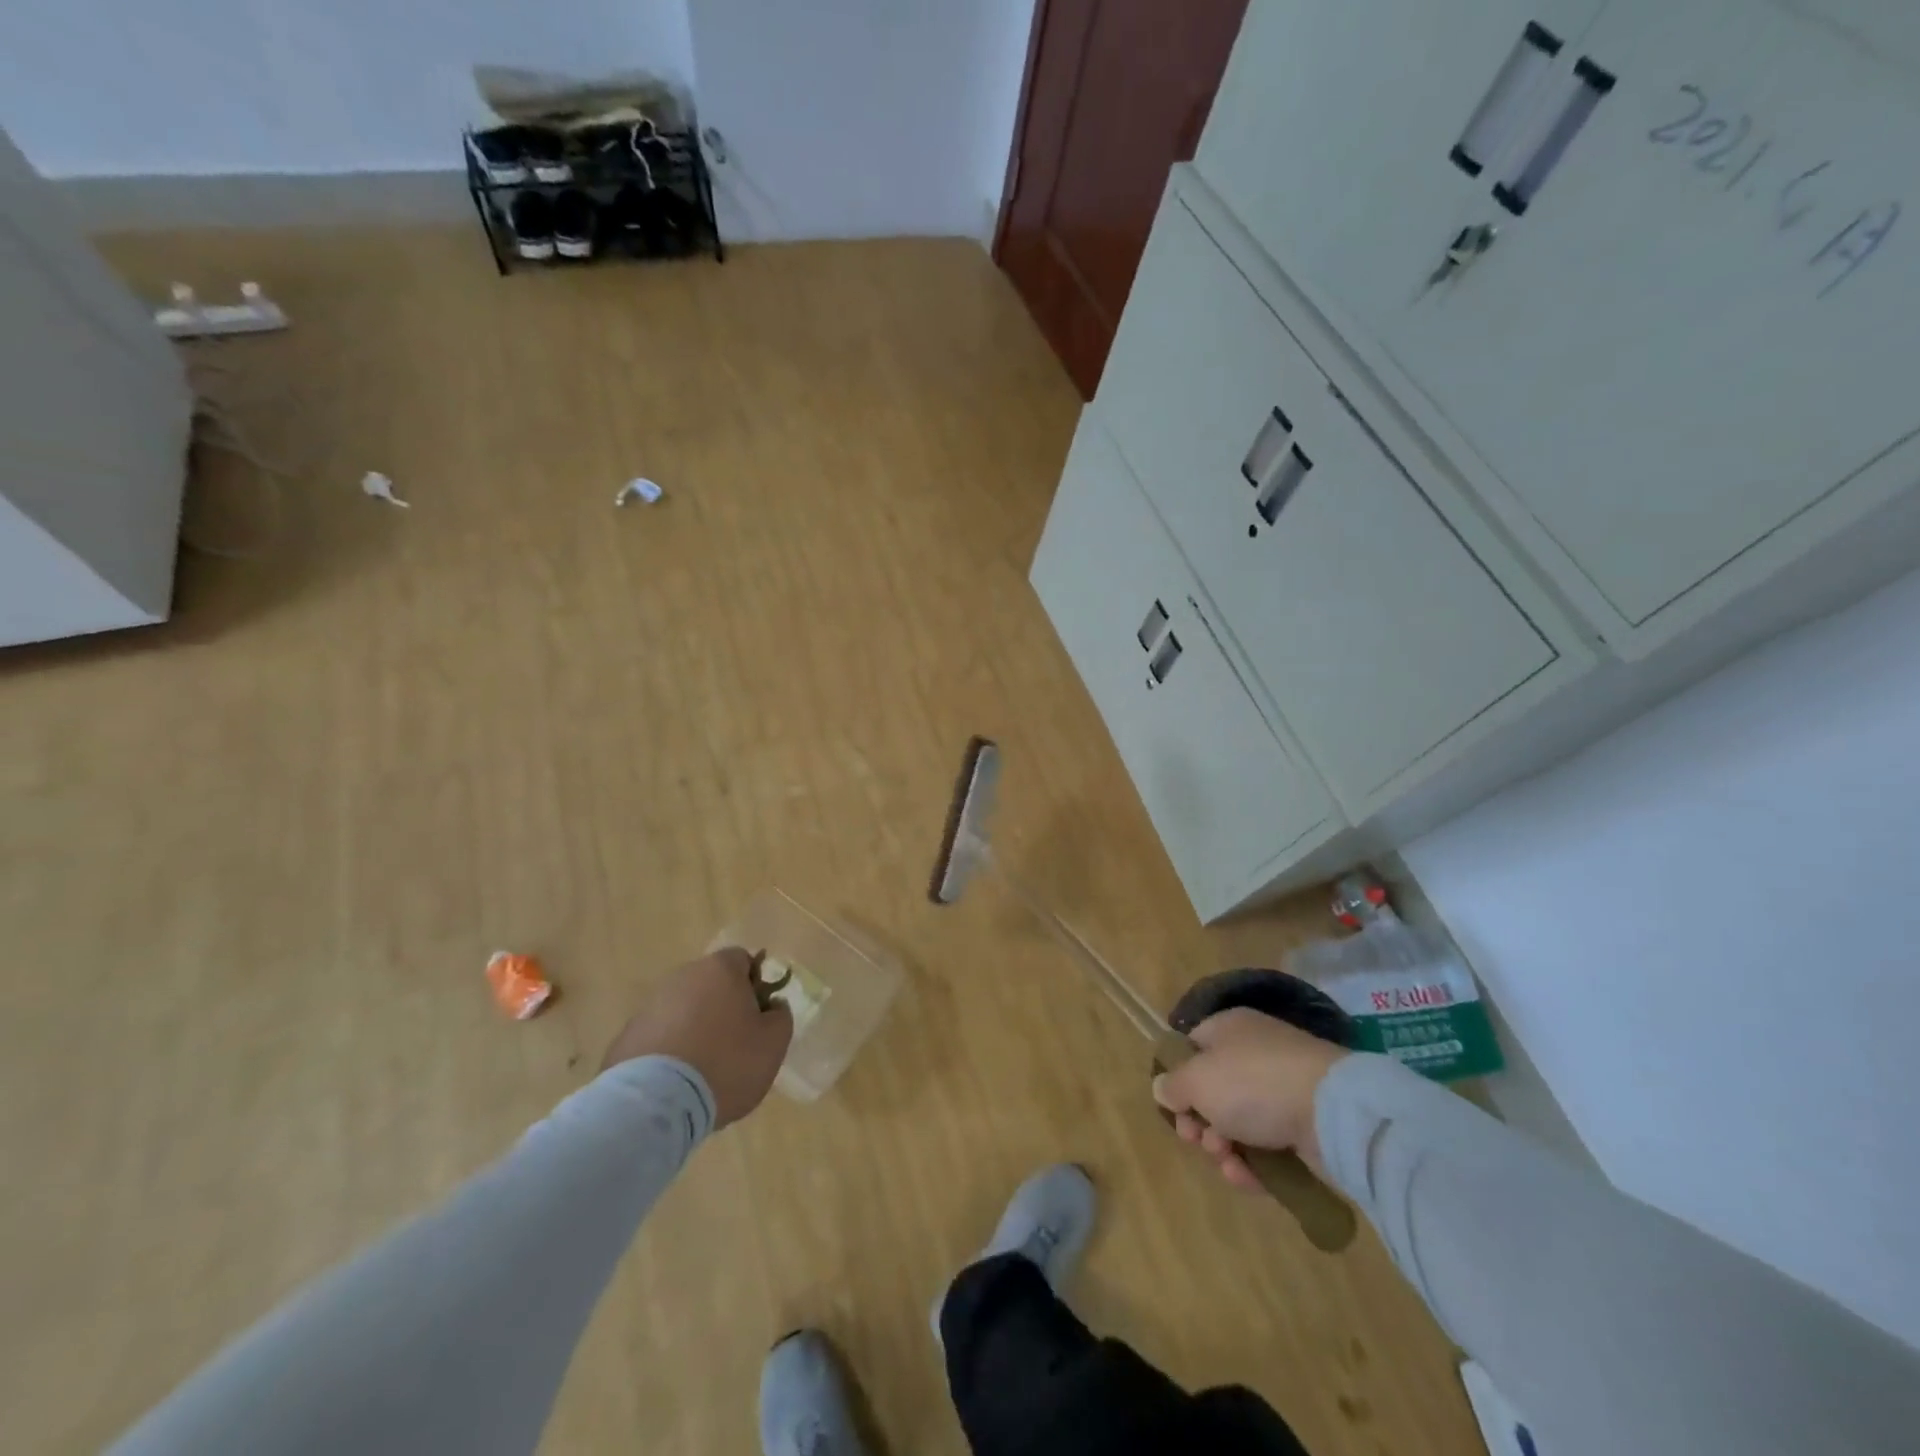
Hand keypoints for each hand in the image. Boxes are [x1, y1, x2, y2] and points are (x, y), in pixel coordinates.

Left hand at [601, 948, 792, 1127]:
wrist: (655, 1105)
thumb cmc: (726, 1063)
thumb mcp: (773, 1042)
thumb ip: (780, 1016)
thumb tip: (771, 1006)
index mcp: (720, 970)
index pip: (743, 960)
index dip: (755, 986)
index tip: (758, 1018)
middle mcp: (682, 977)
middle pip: (711, 985)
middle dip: (723, 1008)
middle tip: (735, 1046)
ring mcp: (650, 1006)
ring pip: (683, 1011)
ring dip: (694, 1030)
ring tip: (703, 1071)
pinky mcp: (626, 1037)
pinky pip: (659, 1037)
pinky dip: (669, 1052)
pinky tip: (676, 1083)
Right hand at [1151, 1008, 1349, 1191]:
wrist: (1332, 1113)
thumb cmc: (1252, 1083)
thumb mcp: (1196, 1080)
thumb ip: (1172, 1085)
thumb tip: (1163, 1088)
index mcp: (1228, 1028)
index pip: (1192, 1047)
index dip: (1178, 1078)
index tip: (1173, 1108)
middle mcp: (1254, 1052)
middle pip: (1214, 1089)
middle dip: (1200, 1122)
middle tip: (1197, 1140)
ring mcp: (1282, 1088)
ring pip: (1239, 1121)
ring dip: (1224, 1148)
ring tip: (1227, 1162)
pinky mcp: (1305, 1125)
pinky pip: (1268, 1144)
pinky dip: (1254, 1164)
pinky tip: (1247, 1178)